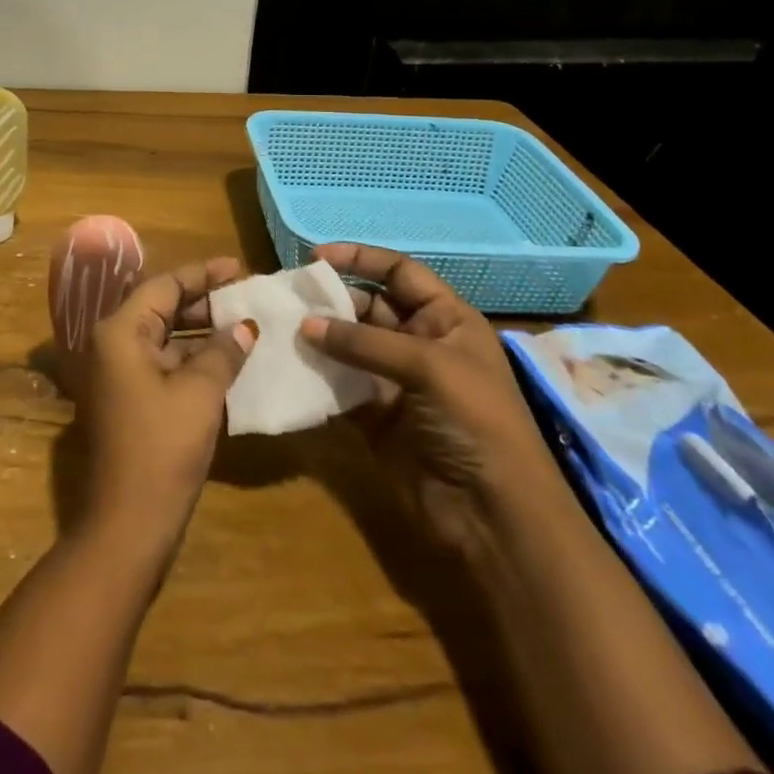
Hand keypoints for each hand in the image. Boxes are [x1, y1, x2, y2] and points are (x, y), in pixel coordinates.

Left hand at [78, 257, 257, 557]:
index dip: (203, 274)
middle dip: (204, 302)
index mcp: (120, 331)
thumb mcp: (199, 394)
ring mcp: (119, 374)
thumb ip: (222, 353)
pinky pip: (163, 364)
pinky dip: (193, 359)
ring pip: (164, 337)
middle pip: (161, 307)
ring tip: (244, 325)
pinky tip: (227, 361)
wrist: (127, 524)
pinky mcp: (129, 399)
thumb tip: (244, 327)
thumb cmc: (162, 448)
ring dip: (201, 332)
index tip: (239, 267)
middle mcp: (113, 344)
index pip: (164, 285)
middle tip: (246, 296)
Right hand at [299, 243, 561, 549]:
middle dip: (330, 300)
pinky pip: (338, 384)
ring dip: (318, 336)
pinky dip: (315, 374)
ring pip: (348, 345)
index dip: (360, 258)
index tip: (316, 257)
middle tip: (288, 297)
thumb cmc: (476, 422)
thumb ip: (364, 342)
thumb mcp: (429, 367)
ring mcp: (394, 380)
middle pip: (367, 306)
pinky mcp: (374, 415)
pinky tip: (288, 365)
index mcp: (446, 319)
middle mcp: (419, 342)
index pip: (399, 272)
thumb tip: (305, 325)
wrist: (495, 517)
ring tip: (278, 327)